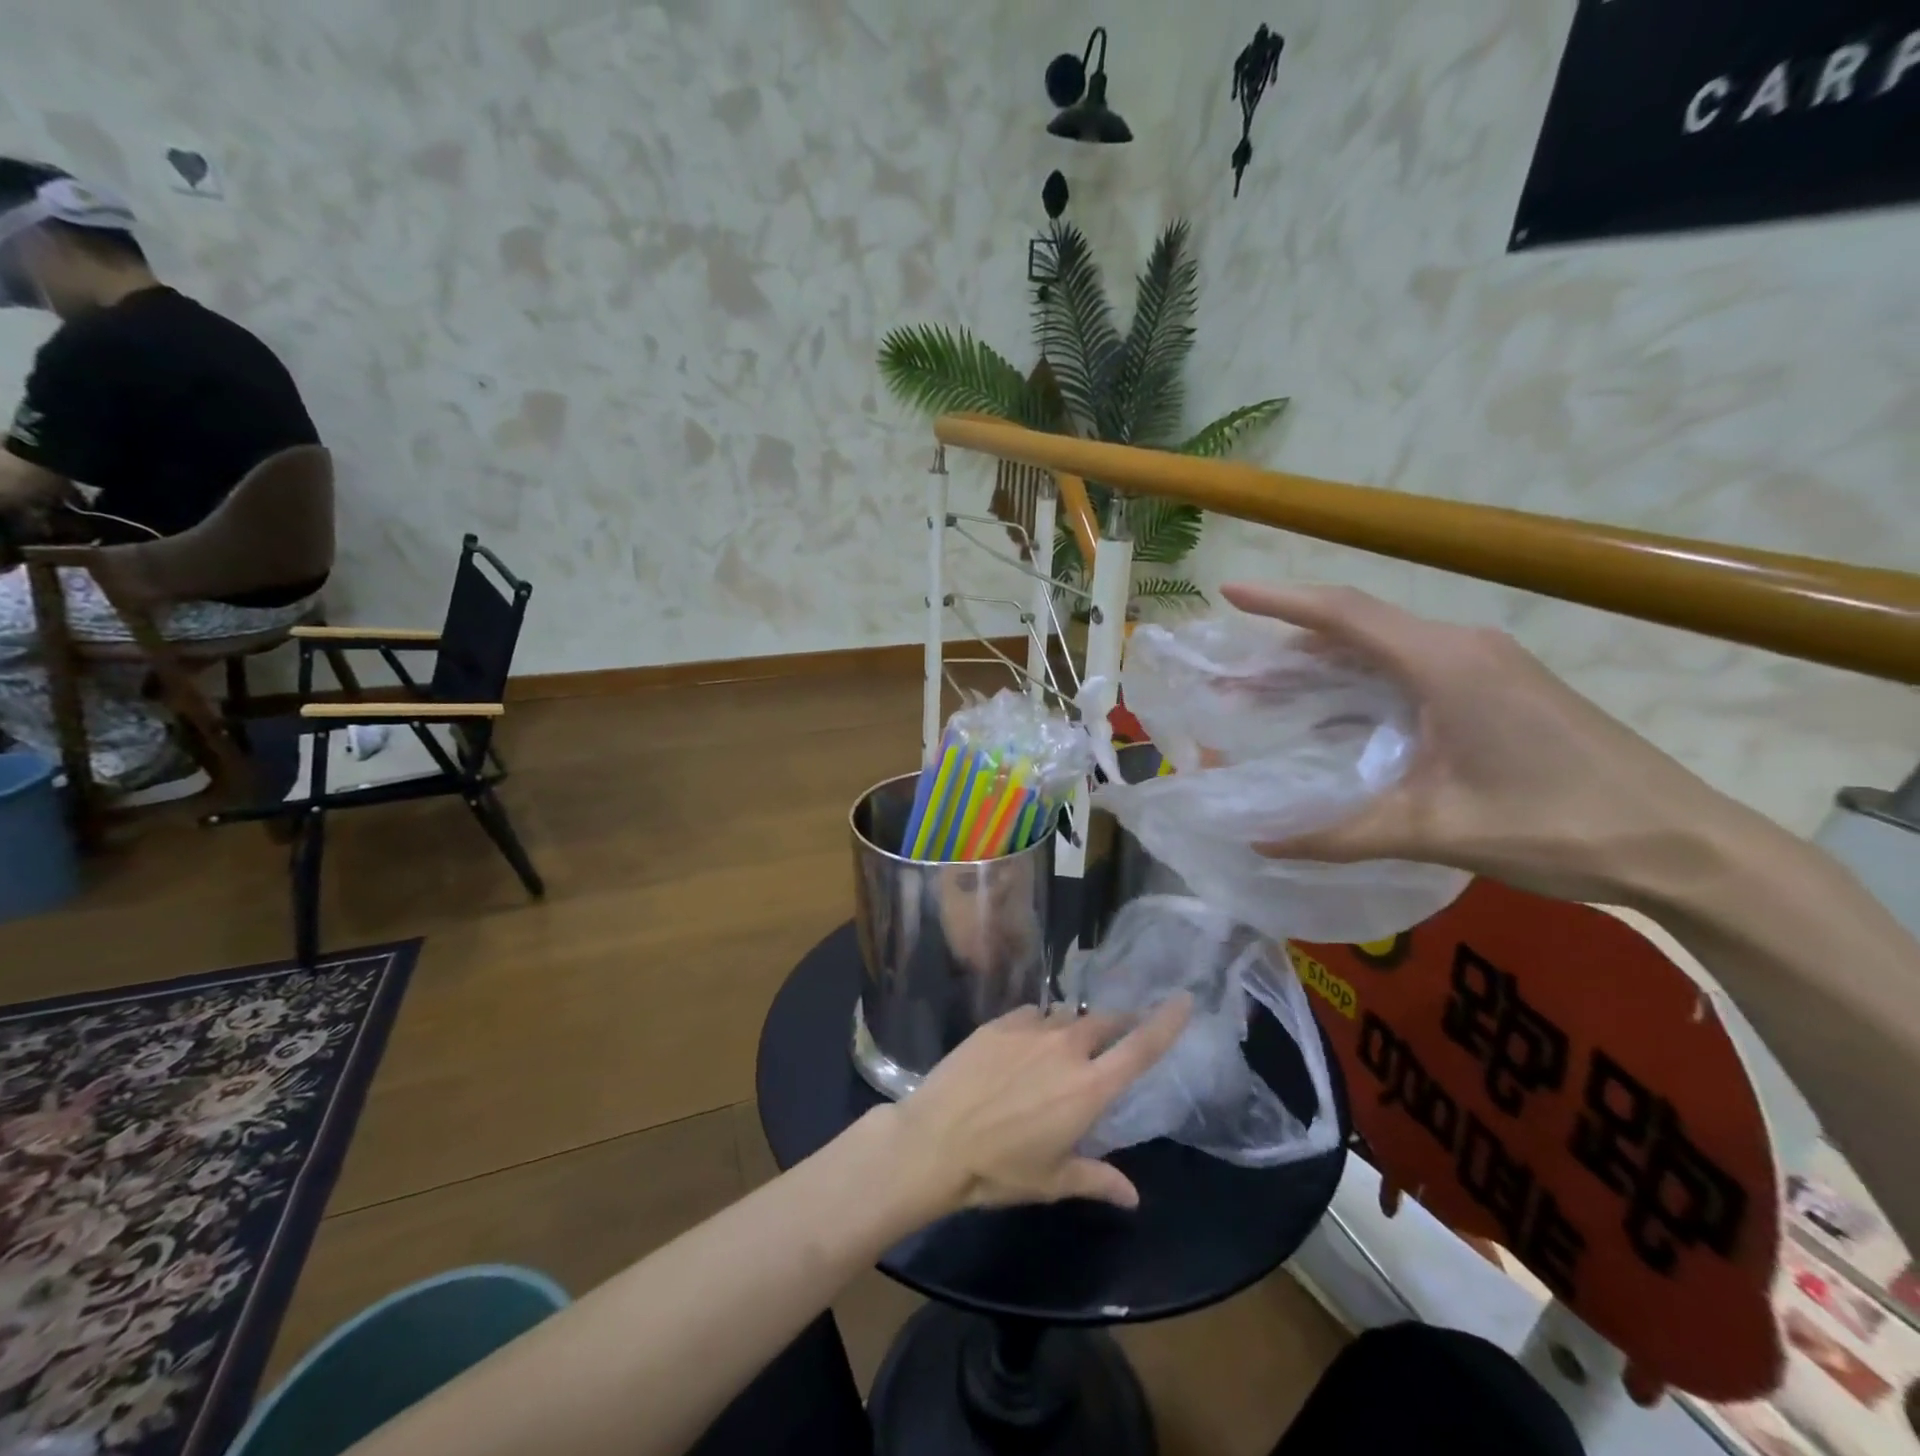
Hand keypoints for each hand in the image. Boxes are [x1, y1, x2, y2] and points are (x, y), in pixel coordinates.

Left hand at [887, 997, 1190, 1212]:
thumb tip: (1133, 1197)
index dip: (1166, 1022)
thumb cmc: (1000, 1169)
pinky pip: (1033, 1014)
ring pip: (1066, 1018)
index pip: (1140, 1048)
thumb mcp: (1053, 1181)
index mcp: (1089, 1088)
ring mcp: (1031, 1030)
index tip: (1185, 999)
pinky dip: (1040, 1025)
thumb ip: (1097, 1180)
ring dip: (1075, 1029)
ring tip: (1063, 1049)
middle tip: (1117, 1036)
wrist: (935, 1140)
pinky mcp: (999, 1022)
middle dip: (1117, 1026)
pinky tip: (1027, 1044)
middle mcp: (1066, 1048)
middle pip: (1105, 1023)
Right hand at [1219, 583, 1746, 905]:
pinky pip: (1410, 670)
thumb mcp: (1432, 830)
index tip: (1226, 595)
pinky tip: (1335, 717)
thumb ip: (1338, 835)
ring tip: (1267, 694)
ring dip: (1323, 667)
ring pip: (1383, 650)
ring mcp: (1485, 666)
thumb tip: (1260, 843)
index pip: (1343, 613)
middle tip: (1232, 675)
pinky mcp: (1499, 688)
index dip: (1279, 601)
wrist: (1683, 845)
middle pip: (1356, 629)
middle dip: (1286, 648)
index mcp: (1443, 663)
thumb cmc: (1553, 825)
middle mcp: (1462, 648)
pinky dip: (1360, 684)